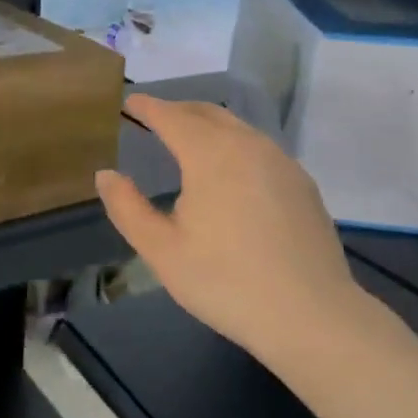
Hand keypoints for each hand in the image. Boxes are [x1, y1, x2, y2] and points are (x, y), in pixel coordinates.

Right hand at [96, 96, 367, 368]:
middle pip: (208, 113)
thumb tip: (106, 175)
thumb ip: (127, 208)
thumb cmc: (225, 282)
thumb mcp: (161, 250)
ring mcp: (282, 162)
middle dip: (178, 110)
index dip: (148, 107)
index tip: (130, 102)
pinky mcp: (302, 184)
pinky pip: (259, 148)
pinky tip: (230, 171)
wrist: (311, 315)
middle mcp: (248, 145)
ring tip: (188, 140)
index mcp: (210, 154)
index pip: (172, 117)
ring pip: (238, 128)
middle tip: (155, 118)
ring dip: (208, 125)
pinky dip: (234, 144)